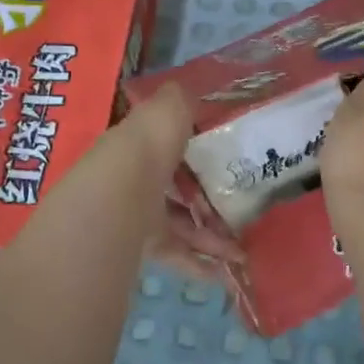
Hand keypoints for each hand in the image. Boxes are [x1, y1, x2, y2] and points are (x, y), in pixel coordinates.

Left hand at [105, 84, 244, 278]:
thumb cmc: (148, 148)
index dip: (194, 152)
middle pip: (176, 191)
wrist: (120, 197)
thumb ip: (180, 100)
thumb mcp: (167, 109)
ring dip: (211, 238)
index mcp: (140, 145)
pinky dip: (199, 264)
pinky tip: (224, 274)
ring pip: (181, 226)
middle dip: (208, 202)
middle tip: (241, 210)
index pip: (166, 147)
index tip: (226, 159)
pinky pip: (176, 255)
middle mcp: (137, 179)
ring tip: (242, 251)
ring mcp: (139, 215)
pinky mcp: (143, 245)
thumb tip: (186, 89)